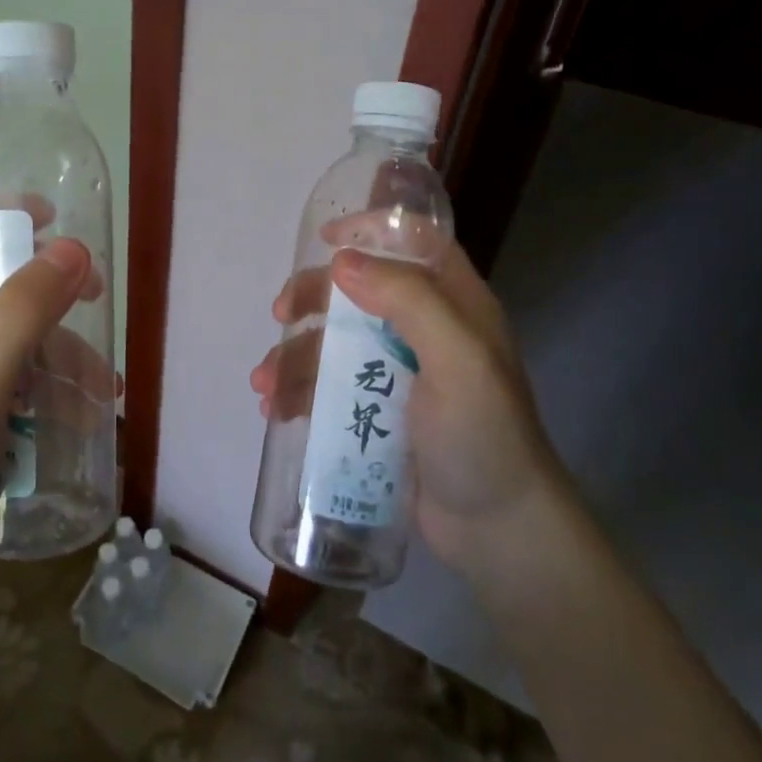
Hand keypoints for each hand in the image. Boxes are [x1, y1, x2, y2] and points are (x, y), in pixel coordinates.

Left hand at [0, 210, 106, 670]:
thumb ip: (26, 307)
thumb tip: (74, 248)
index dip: (1, 212)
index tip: (55, 223)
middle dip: (46, 289)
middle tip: (93, 299)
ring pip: (5, 331)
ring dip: (54, 350)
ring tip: (100, 388)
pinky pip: (3, 374)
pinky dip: (39, 385)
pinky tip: (76, 415)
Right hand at [249, 230, 559, 569]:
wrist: (497, 531)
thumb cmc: (483, 436)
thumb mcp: (458, 359)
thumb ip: (408, 300)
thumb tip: (342, 260)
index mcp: (454, 305)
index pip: (415, 242)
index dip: (371, 230)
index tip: (324, 240)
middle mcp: (425, 330)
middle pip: (359, 290)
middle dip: (313, 297)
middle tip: (280, 315)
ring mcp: (399, 374)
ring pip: (335, 342)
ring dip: (294, 354)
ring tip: (264, 385)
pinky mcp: (378, 413)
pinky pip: (330, 387)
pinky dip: (299, 391)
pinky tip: (275, 410)